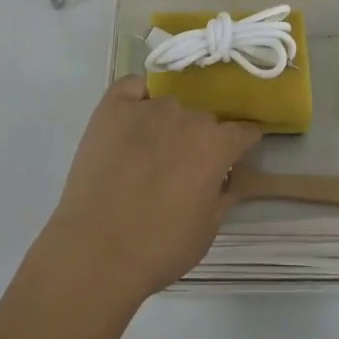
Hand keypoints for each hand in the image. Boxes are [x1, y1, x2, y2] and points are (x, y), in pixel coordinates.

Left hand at [44, 77, 261, 304]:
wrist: (95, 251)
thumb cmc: (158, 248)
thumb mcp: (207, 229)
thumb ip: (223, 195)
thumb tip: (228, 179)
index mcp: (216, 145)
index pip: (243, 131)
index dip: (242, 143)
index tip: (236, 154)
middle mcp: (186, 116)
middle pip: (203, 119)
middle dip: (201, 138)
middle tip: (185, 165)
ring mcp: (148, 107)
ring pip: (169, 106)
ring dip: (168, 123)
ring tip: (150, 151)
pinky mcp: (112, 107)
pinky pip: (133, 87)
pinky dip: (137, 98)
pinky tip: (132, 117)